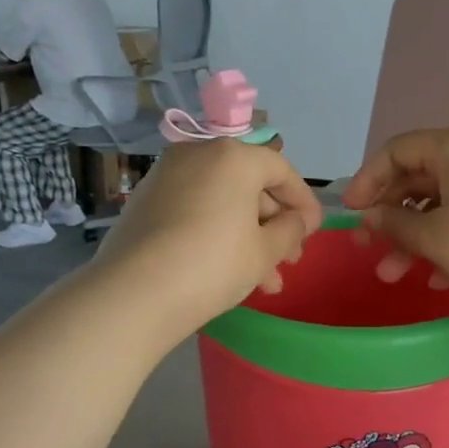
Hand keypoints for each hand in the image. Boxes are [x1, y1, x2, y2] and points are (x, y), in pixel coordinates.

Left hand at [97, 139, 323, 338]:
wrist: (134, 292)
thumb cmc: (213, 264)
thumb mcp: (265, 251)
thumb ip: (290, 229)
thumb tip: (296, 220)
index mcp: (233, 156)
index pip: (280, 169)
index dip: (303, 201)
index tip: (314, 231)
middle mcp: (198, 154)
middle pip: (249, 184)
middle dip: (274, 224)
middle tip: (289, 260)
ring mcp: (166, 176)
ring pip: (221, 201)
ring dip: (248, 236)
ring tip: (266, 282)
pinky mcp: (145, 201)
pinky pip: (195, 209)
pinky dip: (216, 232)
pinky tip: (229, 270)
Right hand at [341, 126, 448, 301]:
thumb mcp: (434, 235)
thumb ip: (393, 223)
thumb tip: (370, 216)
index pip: (395, 151)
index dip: (367, 181)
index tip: (352, 213)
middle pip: (417, 179)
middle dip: (390, 218)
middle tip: (369, 248)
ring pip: (441, 204)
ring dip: (414, 238)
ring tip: (394, 274)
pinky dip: (446, 241)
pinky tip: (437, 277)